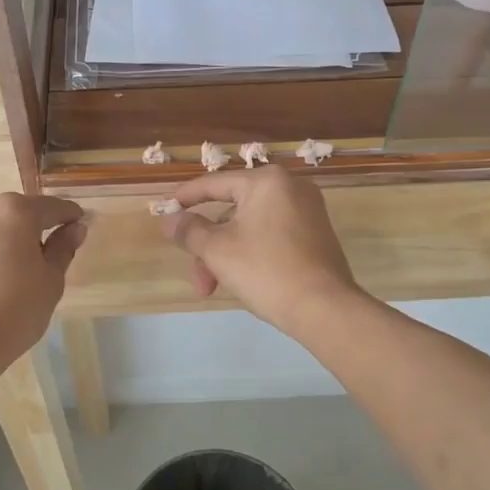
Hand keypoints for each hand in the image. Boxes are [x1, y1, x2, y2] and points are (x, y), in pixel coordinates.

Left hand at [0, 194, 87, 373]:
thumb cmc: (13, 314)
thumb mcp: (51, 283)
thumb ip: (63, 248)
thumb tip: (75, 227)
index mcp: (13, 212)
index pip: (50, 207)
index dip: (66, 216)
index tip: (75, 224)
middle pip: (5, 215)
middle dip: (17, 232)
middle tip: (23, 264)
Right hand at [160, 166, 361, 334]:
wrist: (324, 308)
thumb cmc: (265, 270)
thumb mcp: (217, 250)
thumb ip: (189, 230)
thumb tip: (171, 220)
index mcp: (266, 181)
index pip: (214, 183)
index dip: (186, 198)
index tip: (166, 210)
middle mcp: (291, 187)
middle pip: (232, 210)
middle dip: (209, 246)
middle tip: (198, 277)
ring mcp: (308, 211)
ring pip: (251, 227)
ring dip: (227, 255)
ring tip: (215, 288)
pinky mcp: (316, 235)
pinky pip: (272, 236)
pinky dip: (252, 253)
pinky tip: (242, 280)